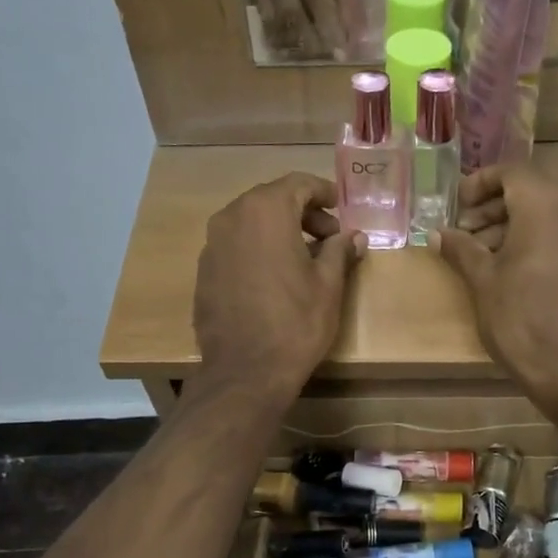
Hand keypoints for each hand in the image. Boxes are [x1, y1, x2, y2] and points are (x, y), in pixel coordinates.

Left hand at [195, 173, 364, 397]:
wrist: (246, 372)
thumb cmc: (296, 323)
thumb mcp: (329, 285)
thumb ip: (339, 251)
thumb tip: (353, 237)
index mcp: (265, 211)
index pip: (298, 184)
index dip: (324, 193)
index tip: (341, 210)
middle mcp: (232, 218)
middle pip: (271, 200)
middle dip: (302, 213)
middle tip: (329, 238)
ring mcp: (212, 245)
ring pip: (251, 223)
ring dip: (279, 232)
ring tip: (304, 259)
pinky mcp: (204, 271)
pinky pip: (235, 247)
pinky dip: (257, 250)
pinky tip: (275, 278)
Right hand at [255, 0, 357, 59]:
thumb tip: (353, 36)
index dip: (328, 25)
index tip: (341, 52)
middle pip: (291, 10)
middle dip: (312, 40)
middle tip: (328, 58)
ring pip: (275, 19)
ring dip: (296, 42)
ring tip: (315, 56)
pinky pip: (266, 19)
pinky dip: (282, 37)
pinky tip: (297, 48)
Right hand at [432, 165, 557, 403]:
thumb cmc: (520, 317)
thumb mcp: (483, 280)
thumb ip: (461, 249)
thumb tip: (438, 233)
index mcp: (545, 206)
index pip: (512, 172)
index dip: (481, 182)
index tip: (458, 205)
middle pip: (531, 193)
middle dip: (495, 208)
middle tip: (466, 232)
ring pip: (549, 217)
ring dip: (514, 227)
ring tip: (485, 255)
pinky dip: (538, 244)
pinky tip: (516, 273)